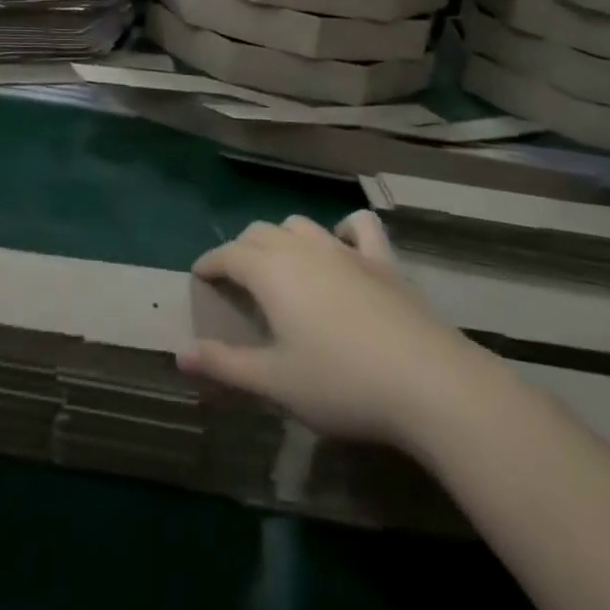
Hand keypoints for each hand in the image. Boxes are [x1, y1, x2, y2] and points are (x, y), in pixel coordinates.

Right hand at [179, 211, 485, 447]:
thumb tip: (180, 355)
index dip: (209, 264)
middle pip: (259, 233)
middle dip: (241, 250)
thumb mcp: (275, 383)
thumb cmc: (342, 384)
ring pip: (300, 225)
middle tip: (237, 280)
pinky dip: (344, 230)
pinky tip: (343, 247)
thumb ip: (225, 366)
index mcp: (270, 272)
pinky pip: (359, 227)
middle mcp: (302, 249)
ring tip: (281, 264)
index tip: (199, 277)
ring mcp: (345, 250)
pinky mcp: (383, 260)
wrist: (429, 383)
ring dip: (282, 238)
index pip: (227, 255)